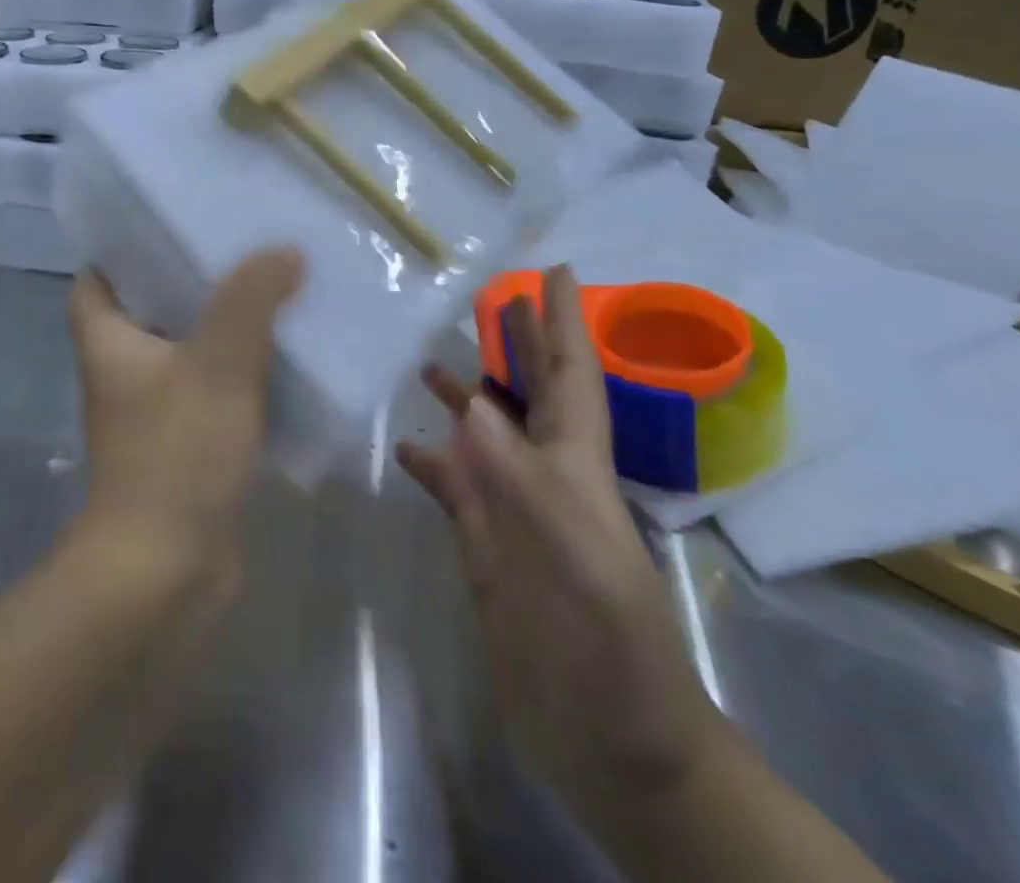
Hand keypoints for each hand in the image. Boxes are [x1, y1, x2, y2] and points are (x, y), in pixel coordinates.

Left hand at [68, 248, 303, 582]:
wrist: (167, 574)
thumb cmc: (176, 454)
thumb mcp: (218, 363)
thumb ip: (250, 300)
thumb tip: (282, 250)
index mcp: (108, 342)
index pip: (96, 280)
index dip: (124, 250)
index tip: (170, 223)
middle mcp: (123, 373)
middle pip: (151, 310)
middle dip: (191, 282)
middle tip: (241, 249)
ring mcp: (154, 414)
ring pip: (188, 353)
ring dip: (224, 329)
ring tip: (273, 291)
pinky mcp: (187, 448)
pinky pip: (215, 395)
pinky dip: (242, 377)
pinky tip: (286, 359)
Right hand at [396, 266, 727, 809]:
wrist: (614, 748)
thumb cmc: (613, 653)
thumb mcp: (578, 564)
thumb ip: (522, 482)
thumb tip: (472, 404)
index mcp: (575, 469)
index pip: (572, 378)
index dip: (565, 323)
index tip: (555, 271)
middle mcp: (542, 478)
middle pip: (527, 394)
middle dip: (516, 343)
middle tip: (488, 296)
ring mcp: (510, 513)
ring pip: (484, 435)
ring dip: (464, 395)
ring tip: (428, 361)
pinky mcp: (483, 547)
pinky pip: (452, 486)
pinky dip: (430, 460)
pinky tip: (405, 445)